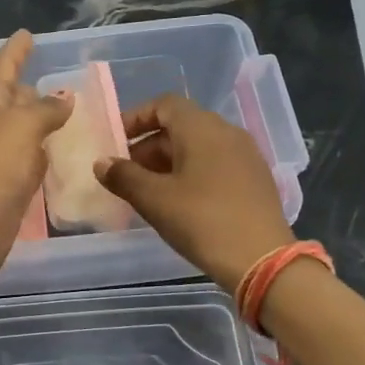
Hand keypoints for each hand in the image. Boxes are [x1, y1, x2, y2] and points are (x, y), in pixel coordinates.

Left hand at [0, 31, 71, 291]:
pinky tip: (58, 152)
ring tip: (64, 109)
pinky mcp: (7, 191)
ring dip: (37, 120)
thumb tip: (63, 99)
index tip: (26, 35)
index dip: (14, 53)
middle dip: (25, 87)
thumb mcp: (18, 128)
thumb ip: (43, 110)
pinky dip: (42, 153)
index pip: (0, 69)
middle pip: (7, 100)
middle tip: (53, 77)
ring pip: (20, 132)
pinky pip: (29, 162)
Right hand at [96, 94, 292, 290]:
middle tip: (125, 175)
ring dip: (168, 162)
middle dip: (148, 147)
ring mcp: (246, 156)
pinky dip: (191, 173)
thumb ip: (123, 176)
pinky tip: (180, 203)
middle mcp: (227, 133)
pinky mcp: (255, 180)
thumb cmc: (202, 221)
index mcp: (202, 128)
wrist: (262, 260)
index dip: (135, 119)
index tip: (115, 142)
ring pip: (198, 147)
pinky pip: (215, 164)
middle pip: (180, 126)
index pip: (164, 105)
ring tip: (148, 192)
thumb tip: (102, 162)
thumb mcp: (154, 199)